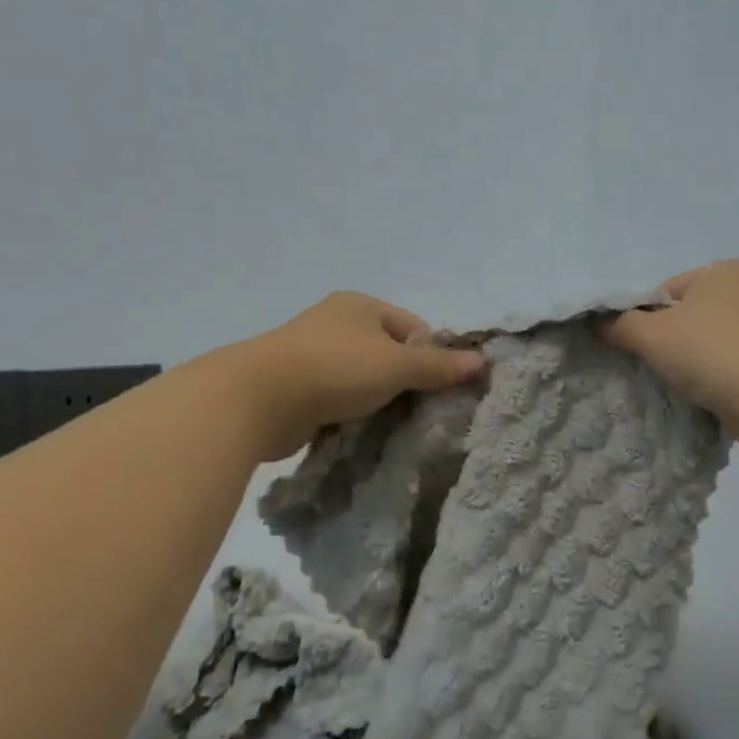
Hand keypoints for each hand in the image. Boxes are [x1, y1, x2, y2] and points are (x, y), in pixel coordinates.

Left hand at [235, 292, 485, 460]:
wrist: (256, 399)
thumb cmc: (334, 369)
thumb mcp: (396, 365)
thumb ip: (439, 366)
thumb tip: (483, 362)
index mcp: (360, 306)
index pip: (413, 327)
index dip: (431, 355)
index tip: (438, 388)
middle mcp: (336, 323)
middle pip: (388, 353)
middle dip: (405, 382)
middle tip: (420, 412)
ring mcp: (313, 354)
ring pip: (363, 379)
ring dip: (377, 401)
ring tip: (390, 426)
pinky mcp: (297, 386)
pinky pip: (338, 399)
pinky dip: (350, 414)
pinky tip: (359, 432)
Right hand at [602, 259, 738, 451]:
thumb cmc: (708, 353)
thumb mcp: (650, 335)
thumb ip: (618, 325)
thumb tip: (597, 323)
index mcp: (724, 270)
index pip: (665, 293)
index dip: (645, 321)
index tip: (644, 348)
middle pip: (686, 315)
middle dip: (670, 340)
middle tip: (662, 367)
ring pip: (708, 340)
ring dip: (693, 359)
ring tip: (687, 383)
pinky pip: (729, 360)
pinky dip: (715, 373)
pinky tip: (709, 391)